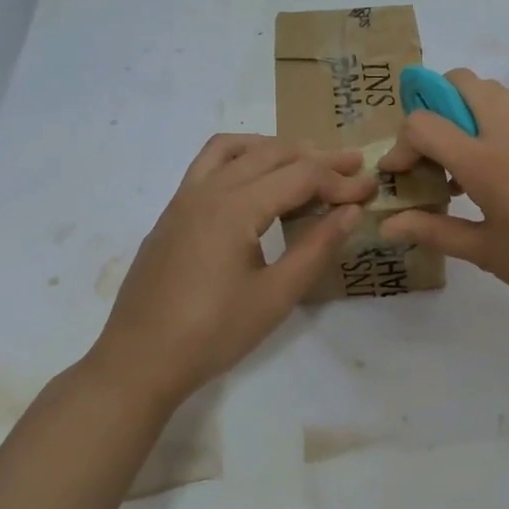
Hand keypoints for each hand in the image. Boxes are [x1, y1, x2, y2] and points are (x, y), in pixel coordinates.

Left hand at [89, 135, 374, 407]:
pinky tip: (255, 180)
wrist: (139, 361)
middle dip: (316, 158)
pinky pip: (209, 163)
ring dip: (276, 148)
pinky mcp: (172, 212)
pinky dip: (241, 156)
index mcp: (235, 207)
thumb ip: (317, 247)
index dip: (339, 181)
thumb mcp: (276, 296)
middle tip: (352, 168)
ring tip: (306, 162)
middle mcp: (208, 189)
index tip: (370, 190)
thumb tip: (351, 211)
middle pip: (272, 153)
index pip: (300, 177)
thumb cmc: (213, 334)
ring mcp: (184, 197)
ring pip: (236, 148)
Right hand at [377, 69, 508, 328]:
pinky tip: (490, 174)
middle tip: (427, 148)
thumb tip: (386, 224)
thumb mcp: (485, 253)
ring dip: (463, 109)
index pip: (425, 123)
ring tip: (456, 159)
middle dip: (432, 102)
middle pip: (463, 81)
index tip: (398, 175)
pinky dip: (489, 124)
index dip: (400, 145)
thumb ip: (433, 230)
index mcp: (487, 163)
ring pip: (491, 92)